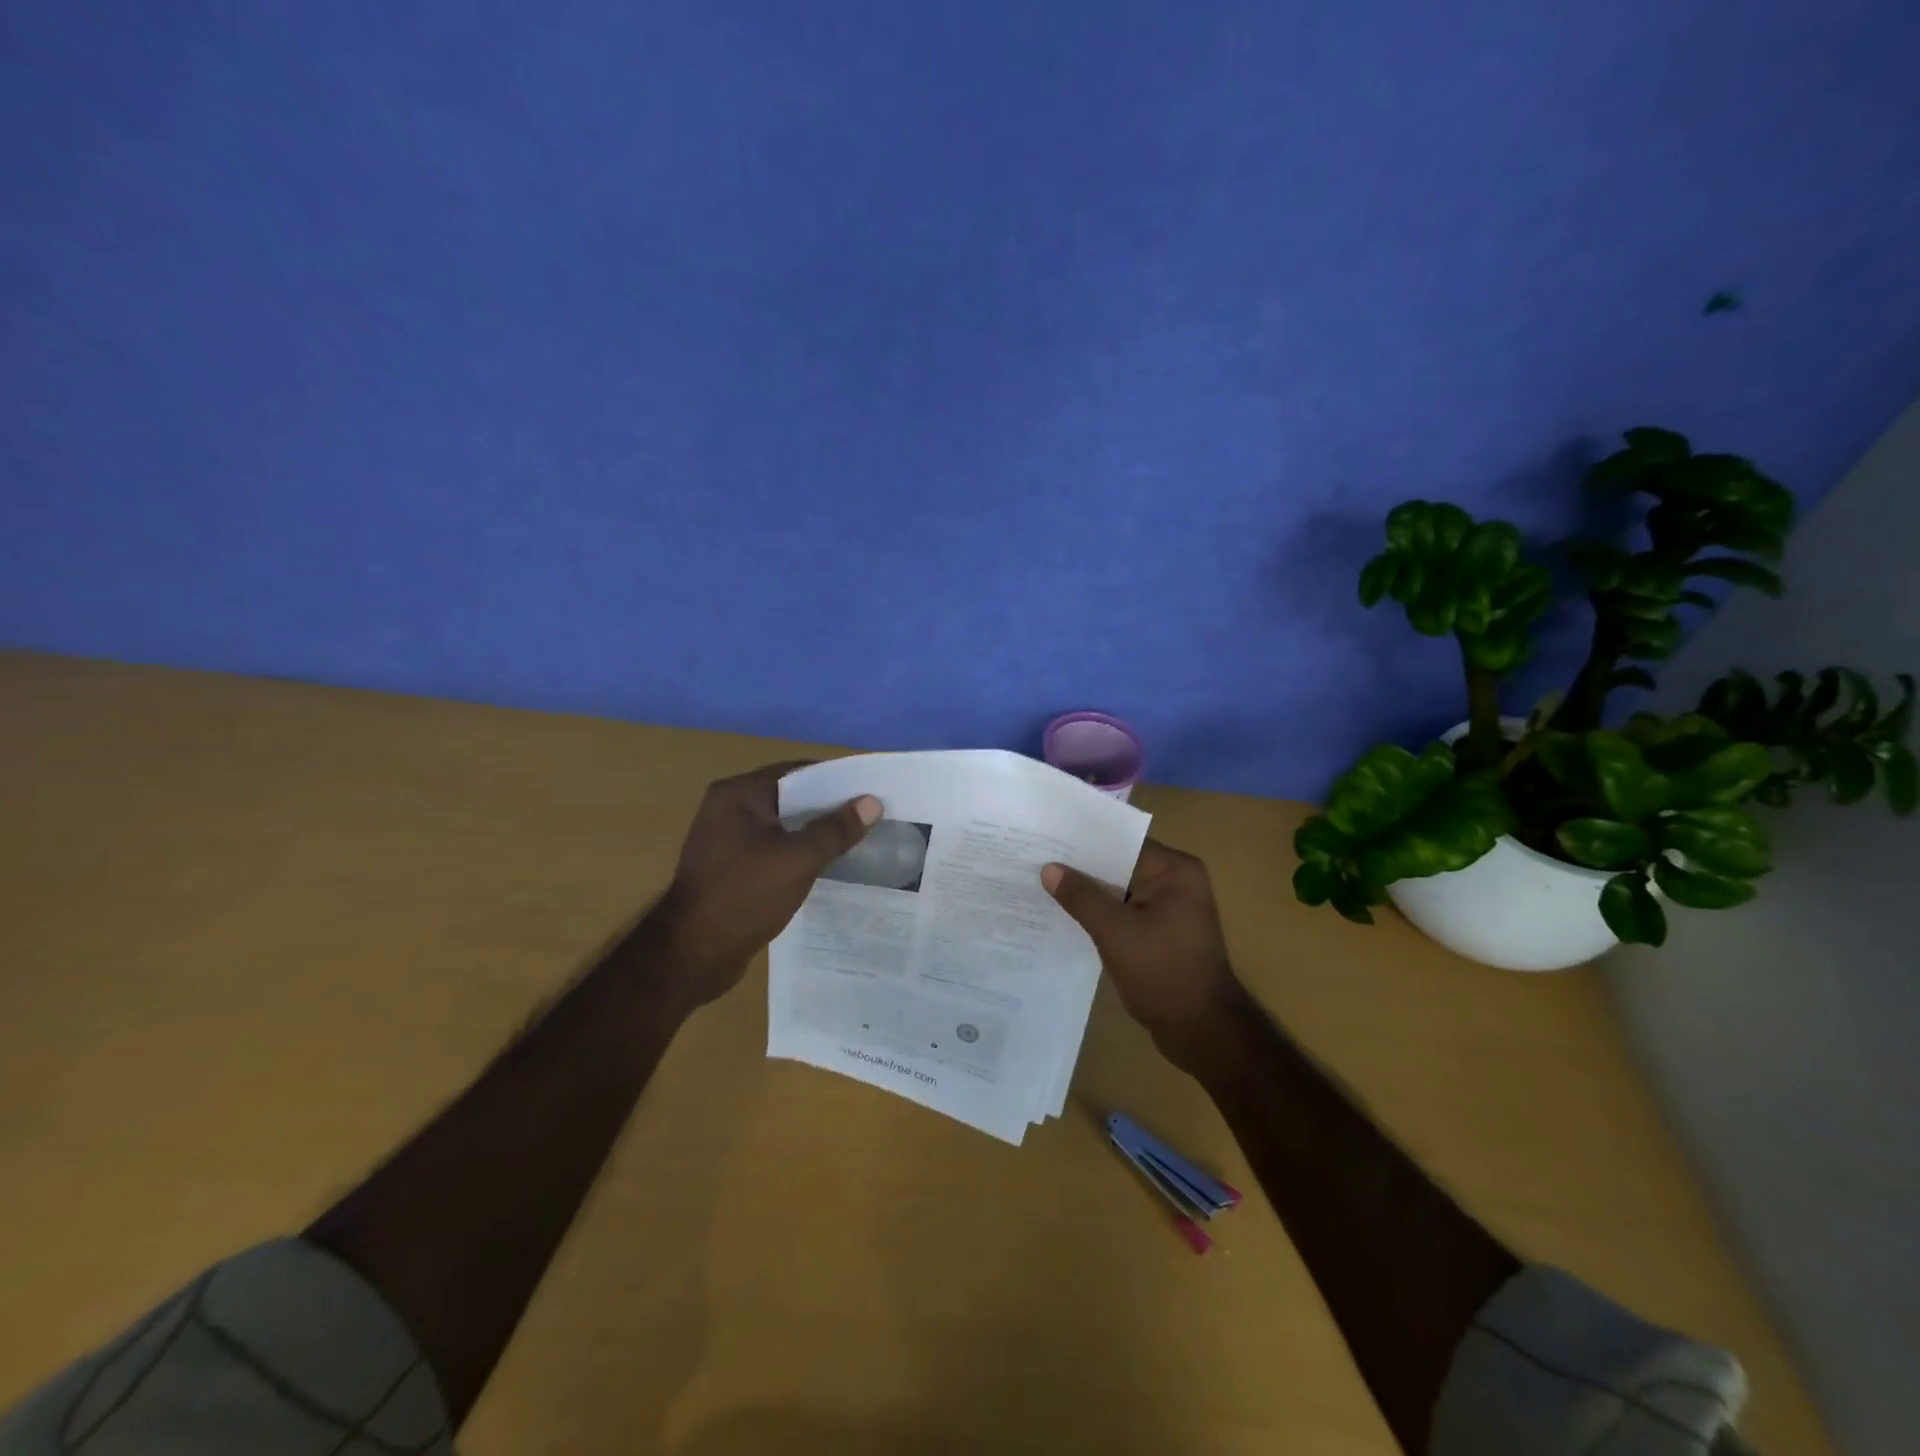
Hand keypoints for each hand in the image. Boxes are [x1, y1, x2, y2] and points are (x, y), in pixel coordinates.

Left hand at [649, 762, 879, 1007]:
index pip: (796, 772)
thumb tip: (872, 802)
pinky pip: (773, 850)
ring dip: (815, 833)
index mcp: (738, 795)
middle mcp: (728, 809)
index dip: (835, 780)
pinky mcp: (731, 868)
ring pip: (783, 827)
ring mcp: (727, 840)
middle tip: (869, 817)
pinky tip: (826, 867)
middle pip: (790, 798)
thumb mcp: (797, 859)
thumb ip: (835, 830)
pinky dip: (798, 854)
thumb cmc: (743, 896)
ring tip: (856, 841)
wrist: (692, 955)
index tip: (869, 792)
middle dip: (828, 808)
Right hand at [1041, 839, 1247, 1071]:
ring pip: (1119, 892)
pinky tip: (1065, 916)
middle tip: (1035, 861)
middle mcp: (1176, 882)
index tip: (1045, 840)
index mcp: (1175, 870)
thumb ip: (1081, 897)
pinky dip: (1100, 915)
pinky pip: (1124, 914)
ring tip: (1041, 885)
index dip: (1083, 843)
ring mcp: (1170, 909)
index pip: (1121, 844)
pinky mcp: (1161, 933)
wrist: (1202, 1031)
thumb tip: (1049, 868)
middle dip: (1081, 869)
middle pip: (1119, 866)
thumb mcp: (1116, 931)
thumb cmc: (1163, 972)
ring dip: (1088, 894)